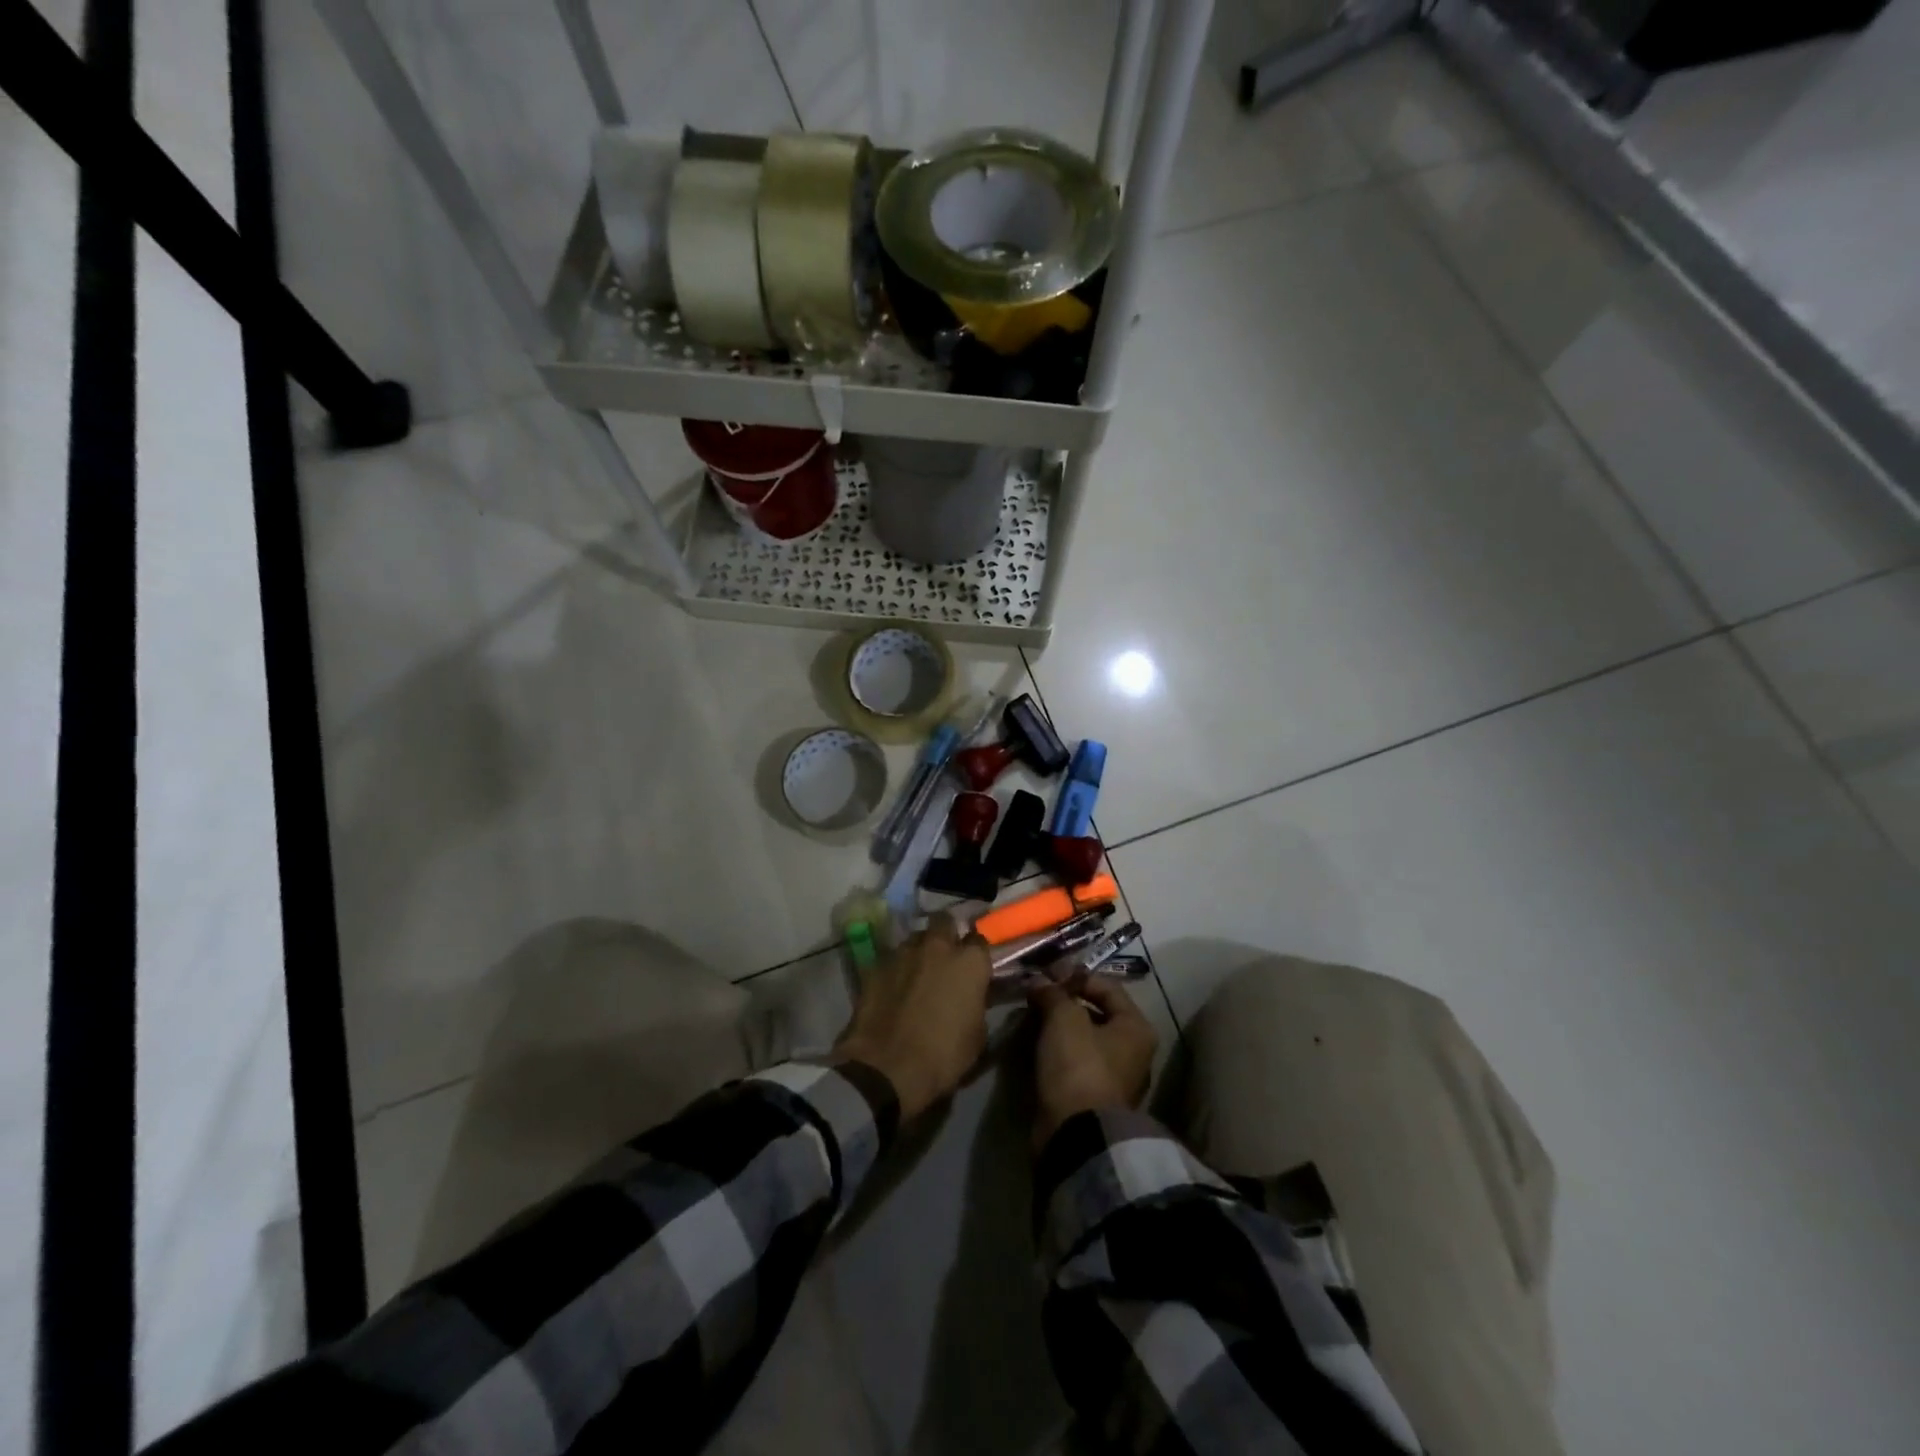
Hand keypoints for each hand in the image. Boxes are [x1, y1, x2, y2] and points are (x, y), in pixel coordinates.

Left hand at [834, 914, 991, 1121]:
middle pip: (944, 922)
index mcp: (969, 962)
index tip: (975, 967)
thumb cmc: (942, 1055)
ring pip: (915, 938)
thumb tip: (973, 995)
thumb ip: (977, 1003)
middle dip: (946, 934)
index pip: (980, 941)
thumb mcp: (977, 1035)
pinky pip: (891, 958)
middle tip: (946, 958)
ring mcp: (903, 952)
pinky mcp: (875, 965)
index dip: (976, 954)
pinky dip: (896, 968)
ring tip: (917, 973)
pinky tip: (894, 987)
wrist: (886, 1068)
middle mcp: (937, 946)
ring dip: (919, 951)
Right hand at [1029, 976, 1156, 1149]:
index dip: (1076, 976)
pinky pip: (1074, 1062)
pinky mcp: (1093, 1098)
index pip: (1107, 986)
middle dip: (1064, 1002)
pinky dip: (1056, 1051)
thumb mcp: (1064, 1018)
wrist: (1077, 1135)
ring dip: (1058, 1026)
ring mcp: (1114, 1078)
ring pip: (1083, 1039)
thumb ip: (1053, 993)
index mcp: (1136, 1028)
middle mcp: (1133, 1051)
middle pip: (1096, 1013)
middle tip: (1035, 995)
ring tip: (1031, 1019)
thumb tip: (1039, 982)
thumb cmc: (1079, 1066)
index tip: (1046, 974)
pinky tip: (1036, 1046)